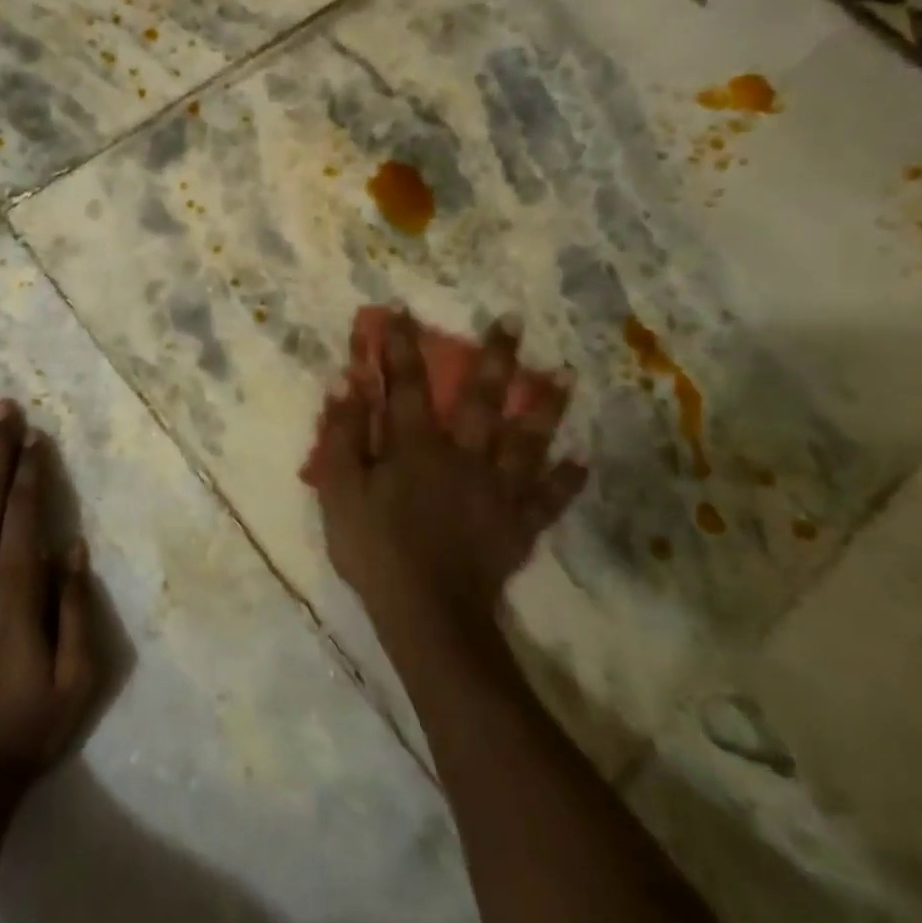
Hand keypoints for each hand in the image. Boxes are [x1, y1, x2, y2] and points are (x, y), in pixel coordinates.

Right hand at [312, 311, 586, 649]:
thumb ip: (343, 435)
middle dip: (492, 357)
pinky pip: (548, 498)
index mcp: (415, 446)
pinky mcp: (518, 523)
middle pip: (479, 399)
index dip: (402, 346)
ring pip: (526, 440)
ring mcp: (497, 489)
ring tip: (565, 375)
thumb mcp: (340, 490)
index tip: (403, 310)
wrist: (427, 612)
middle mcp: (462, 455)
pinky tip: (581, 461)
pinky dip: (566, 480)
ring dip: (544, 406)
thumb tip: (345, 381)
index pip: (405, 385)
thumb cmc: (375, 548)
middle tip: (512, 321)